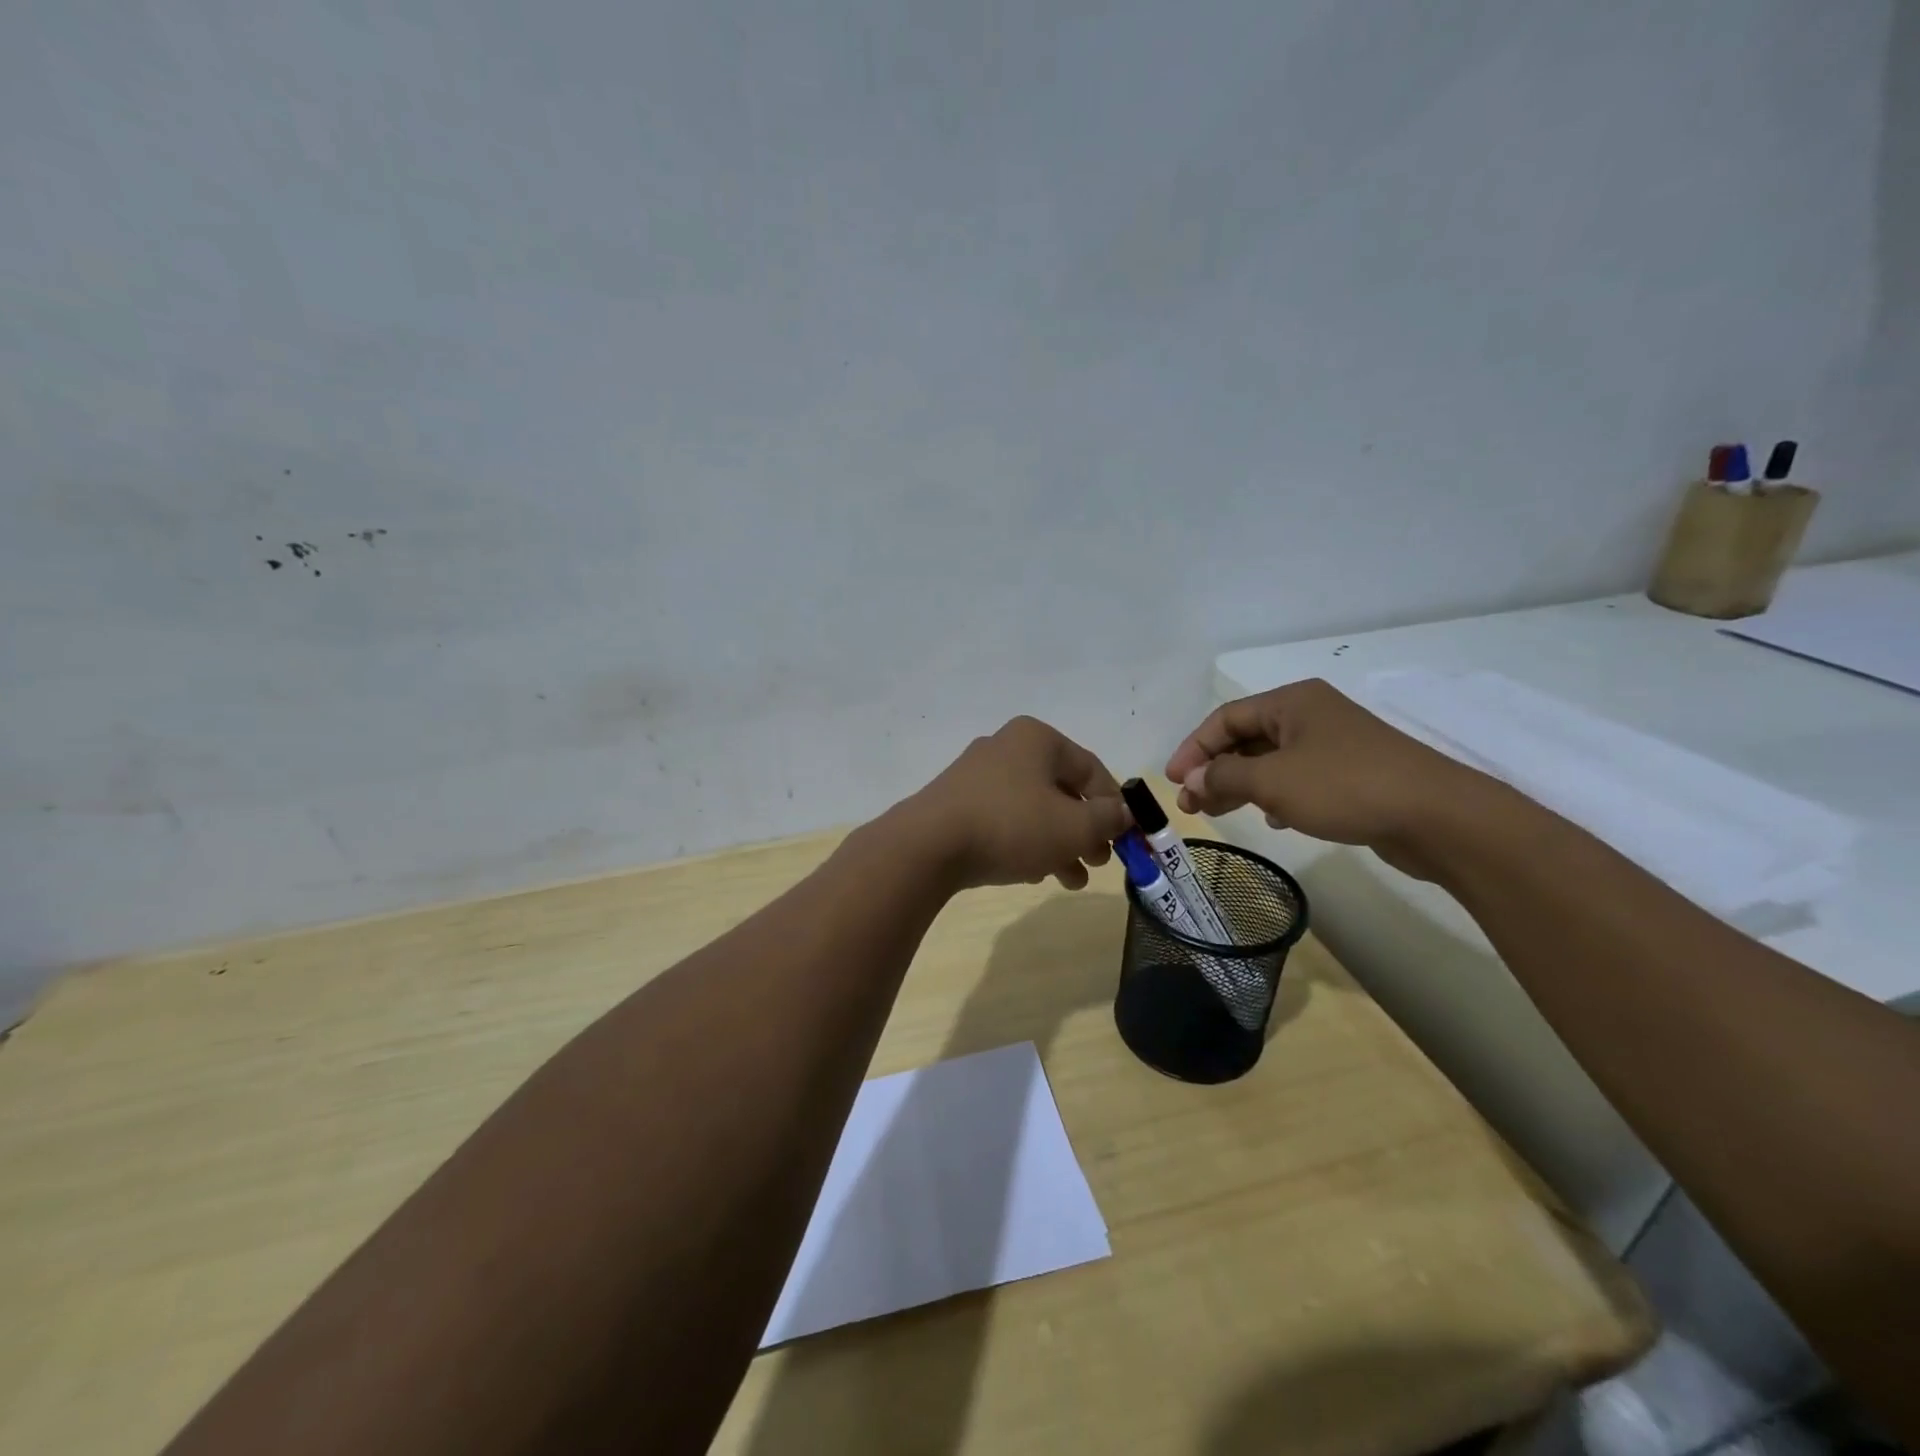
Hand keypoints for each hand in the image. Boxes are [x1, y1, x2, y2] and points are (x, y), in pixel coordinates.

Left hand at [905, 717, 1129, 891]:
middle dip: (1085, 831)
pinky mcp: (957, 803)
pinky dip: (1025, 844)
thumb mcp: (1074, 826)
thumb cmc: (1011, 826)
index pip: (1092, 770)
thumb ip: (1108, 819)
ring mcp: (977, 775)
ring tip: (1071, 880)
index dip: (1115, 807)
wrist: (928, 846)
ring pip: (1033, 810)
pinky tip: (1033, 874)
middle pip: (1062, 791)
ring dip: (1058, 844)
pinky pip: (1004, 820)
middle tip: (1098, 862)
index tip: (1126, 841)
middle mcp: (1007, 747)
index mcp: (1037, 739)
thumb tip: (1124, 813)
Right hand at [1165, 679, 1494, 878]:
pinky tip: (1270, 818)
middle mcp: (1311, 716)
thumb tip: (1191, 777)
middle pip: (1246, 739)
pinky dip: (1274, 795)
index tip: (1173, 780)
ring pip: (1270, 761)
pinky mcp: (1351, 775)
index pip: (1225, 718)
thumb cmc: (1345, 786)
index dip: (1193, 747)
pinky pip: (1297, 779)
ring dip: (1239, 785)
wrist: (1436, 817)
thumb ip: (1223, 775)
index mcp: (1291, 702)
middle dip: (1213, 770)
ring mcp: (1334, 745)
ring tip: (1216, 812)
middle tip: (1190, 803)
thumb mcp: (1272, 780)